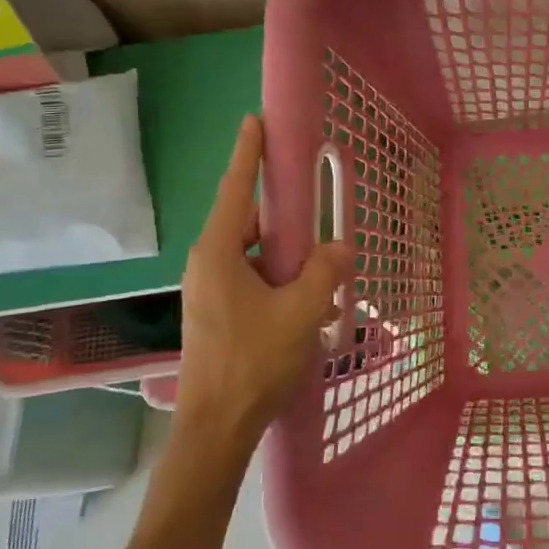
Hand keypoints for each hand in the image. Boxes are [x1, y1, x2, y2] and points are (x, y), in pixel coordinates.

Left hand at [177, 114, 350, 441]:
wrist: (216, 428)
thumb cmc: (253, 362)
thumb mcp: (301, 312)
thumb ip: (325, 272)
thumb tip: (340, 246)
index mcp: (218, 254)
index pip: (236, 190)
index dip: (248, 154)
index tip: (255, 121)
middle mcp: (207, 264)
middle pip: (248, 222)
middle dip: (283, 216)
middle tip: (317, 211)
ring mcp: (209, 291)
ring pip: (253, 255)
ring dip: (286, 255)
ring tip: (322, 268)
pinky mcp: (217, 313)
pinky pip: (252, 279)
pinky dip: (279, 279)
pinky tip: (308, 301)